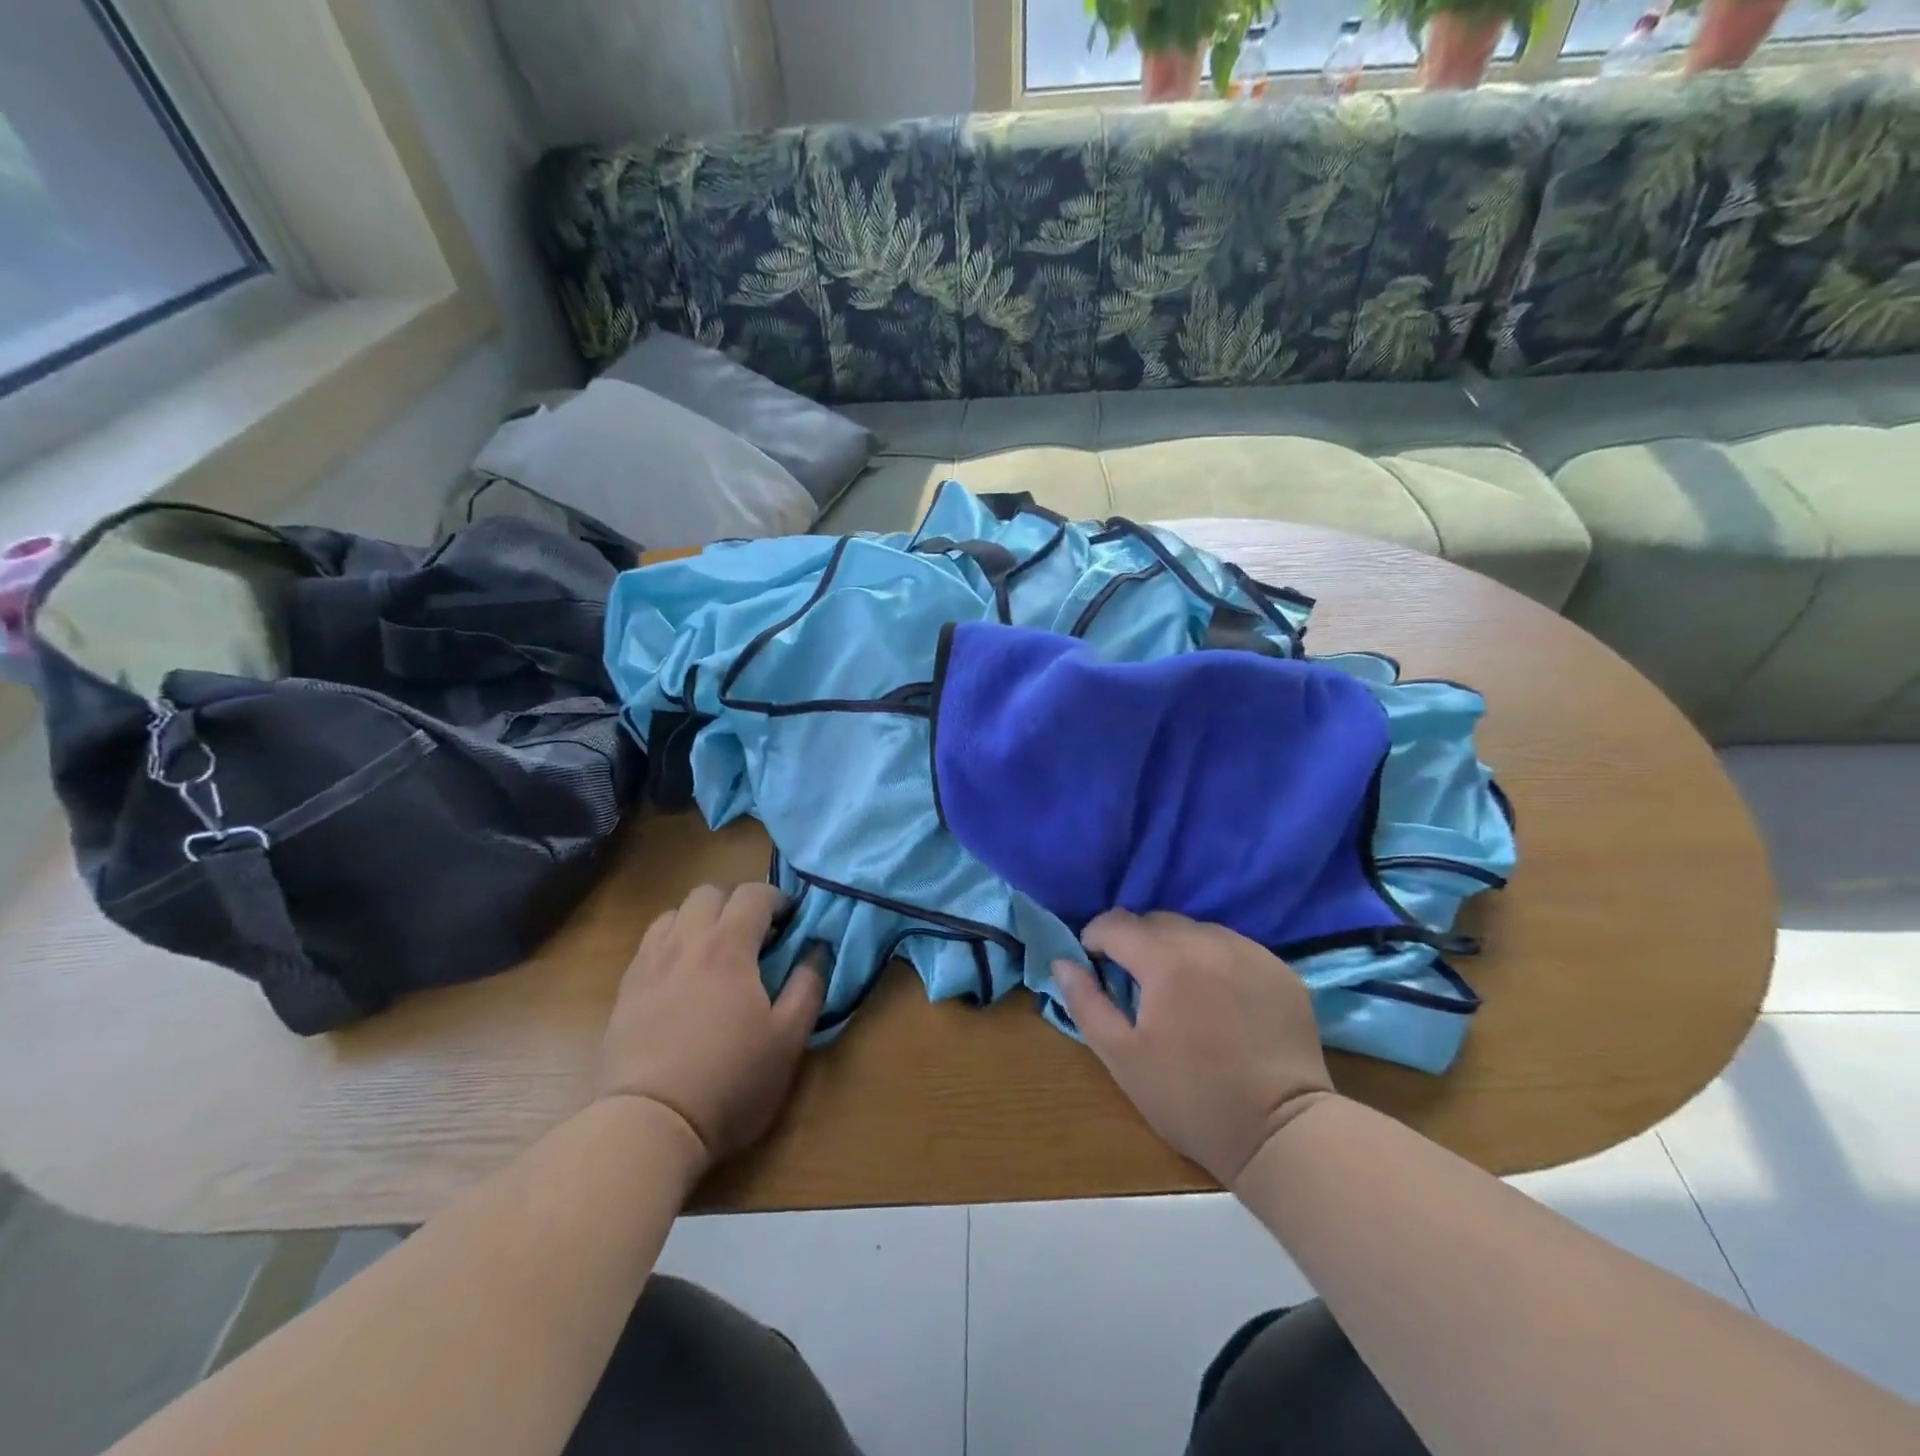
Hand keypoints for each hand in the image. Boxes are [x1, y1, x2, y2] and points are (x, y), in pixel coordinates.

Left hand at [596, 883, 825, 1172]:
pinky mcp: (625, 990)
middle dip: (736, 903)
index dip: (777, 898)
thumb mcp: (788, 1040)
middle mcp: (686, 942)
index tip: (791, 921)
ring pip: (674, 914)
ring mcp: (649, 964)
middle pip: (709, 893)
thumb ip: (808, 987)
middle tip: (754, 936)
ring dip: (699, 920)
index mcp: (728, 946)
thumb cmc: (729, 1080)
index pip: (754, 894)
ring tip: (714, 953)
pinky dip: (671, 944)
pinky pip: (650, 945)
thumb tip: (817, 950)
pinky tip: (681, 978)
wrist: (648, 1123)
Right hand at [1054, 910, 1335, 1188]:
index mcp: (1165, 960)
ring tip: (1180, 990)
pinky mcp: (1280, 969)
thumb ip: (1086, 1002)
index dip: (1096, 938)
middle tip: (1137, 984)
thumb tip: (1062, 962)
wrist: (1281, 1134)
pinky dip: (1216, 961)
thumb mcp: (1122, 1058)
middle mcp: (1208, 941)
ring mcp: (1250, 952)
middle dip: (1136, 943)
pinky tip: (1220, 999)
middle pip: (1157, 921)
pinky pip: (1233, 948)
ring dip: (1178, 949)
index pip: (1116, 923)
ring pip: (1197, 930)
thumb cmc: (1190, 1099)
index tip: (1095, 964)